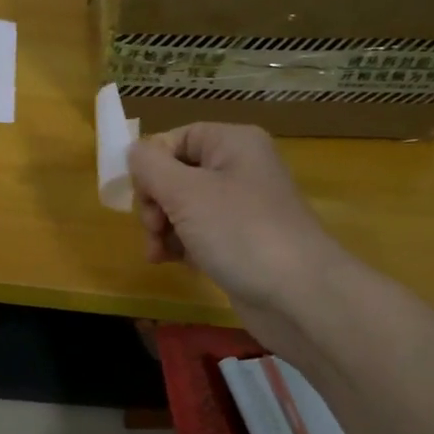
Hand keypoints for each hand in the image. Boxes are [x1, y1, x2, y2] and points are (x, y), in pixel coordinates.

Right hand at [127, 123, 346, 346]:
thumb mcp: (184, 192)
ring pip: (184, 207)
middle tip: (153, 228)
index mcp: (233, 143)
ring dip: (163, 228)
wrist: (299, 295)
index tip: (140, 196)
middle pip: (177, 173)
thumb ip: (150, 166)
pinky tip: (174, 262)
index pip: (176, 138)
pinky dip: (182, 245)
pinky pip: (200, 232)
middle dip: (155, 202)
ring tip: (158, 253)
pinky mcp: (242, 241)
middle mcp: (240, 168)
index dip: (151, 165)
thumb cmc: (240, 232)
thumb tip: (133, 152)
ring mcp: (243, 207)